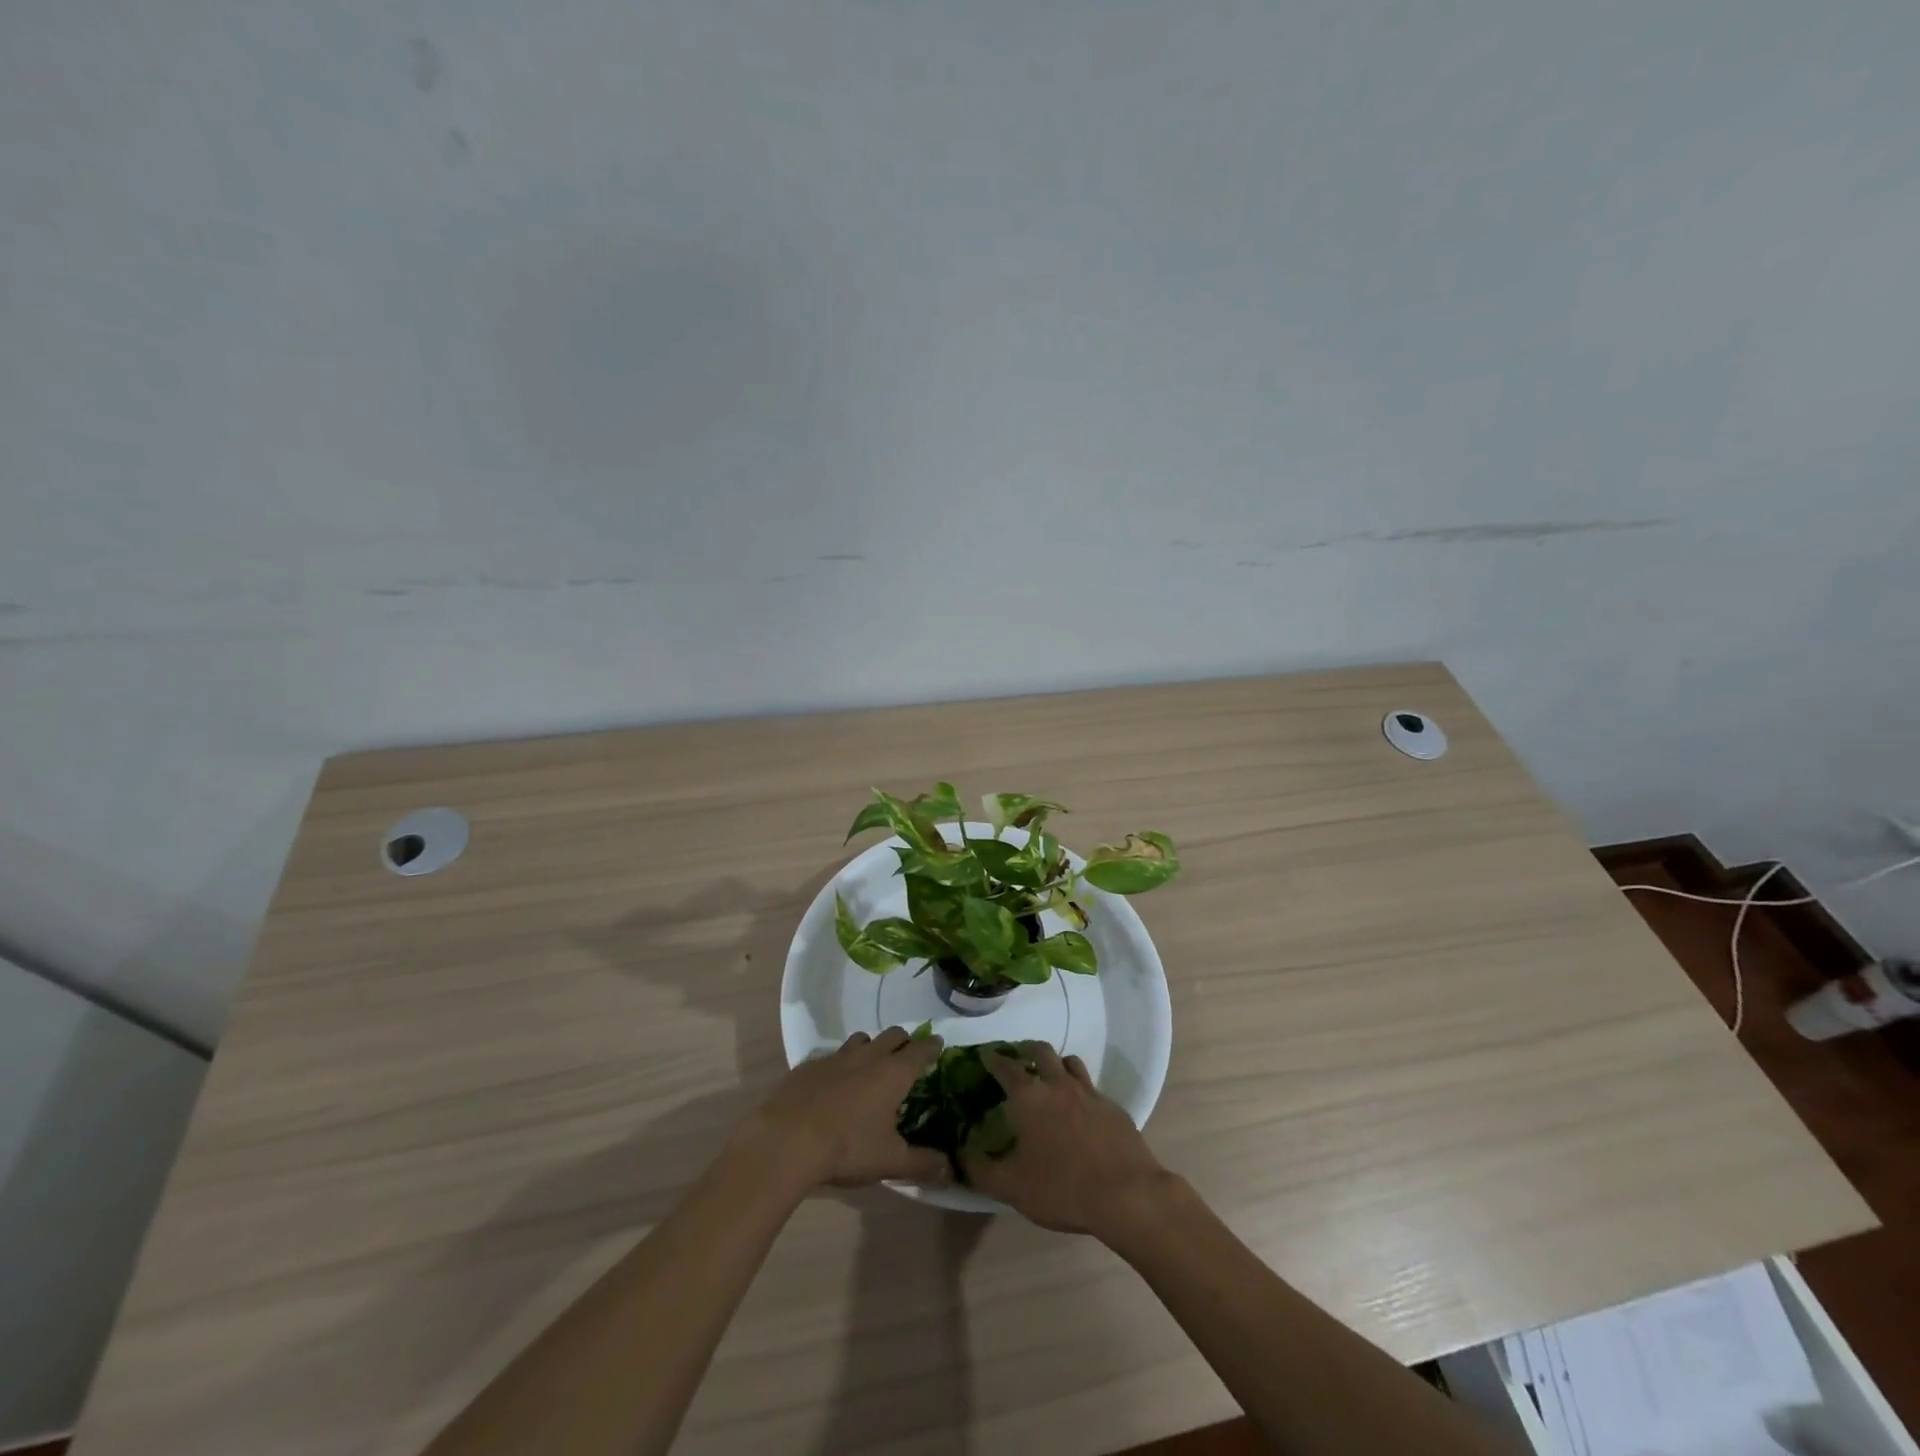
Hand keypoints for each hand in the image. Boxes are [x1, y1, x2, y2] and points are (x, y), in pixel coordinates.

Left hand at [746, 1028, 951, 1190]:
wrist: (786, 1140)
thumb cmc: (847, 1147)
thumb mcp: (890, 1161)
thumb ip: (922, 1164)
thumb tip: (951, 1172)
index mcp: (893, 1073)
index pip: (920, 1050)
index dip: (932, 1047)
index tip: (938, 1045)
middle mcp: (868, 1056)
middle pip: (893, 1035)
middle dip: (904, 1041)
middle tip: (908, 1056)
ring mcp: (836, 1057)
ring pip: (861, 1039)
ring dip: (871, 1047)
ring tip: (871, 1066)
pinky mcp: (809, 1065)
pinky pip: (831, 1055)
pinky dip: (840, 1064)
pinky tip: (833, 1084)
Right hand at [959, 1041, 1173, 1237]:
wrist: (1126, 1194)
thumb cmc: (1061, 1188)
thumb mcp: (1011, 1187)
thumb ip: (980, 1170)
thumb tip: (959, 1154)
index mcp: (1029, 1096)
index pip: (1005, 1065)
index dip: (993, 1058)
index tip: (985, 1055)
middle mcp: (1058, 1083)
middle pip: (1041, 1050)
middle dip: (1026, 1049)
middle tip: (1018, 1059)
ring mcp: (1089, 1092)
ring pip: (1070, 1062)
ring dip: (1056, 1064)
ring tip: (1050, 1077)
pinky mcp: (1113, 1107)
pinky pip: (1091, 1087)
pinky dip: (1080, 1090)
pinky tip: (1080, 1111)